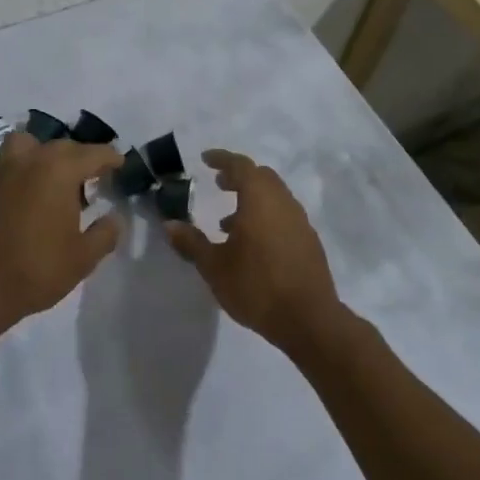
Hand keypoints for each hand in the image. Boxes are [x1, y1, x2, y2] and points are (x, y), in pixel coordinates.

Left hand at [0, 132, 122, 330]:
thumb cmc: (35, 271)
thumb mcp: (82, 259)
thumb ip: (104, 233)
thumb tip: (113, 218)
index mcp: (57, 170)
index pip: (92, 153)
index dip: (109, 157)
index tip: (119, 163)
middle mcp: (25, 160)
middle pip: (58, 146)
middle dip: (76, 157)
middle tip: (87, 176)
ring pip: (21, 147)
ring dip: (38, 155)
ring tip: (46, 178)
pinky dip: (11, 177)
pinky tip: (14, 199)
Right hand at [164, 149, 342, 351]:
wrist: (309, 320)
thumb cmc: (257, 287)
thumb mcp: (215, 267)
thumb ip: (192, 243)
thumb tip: (170, 225)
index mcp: (260, 200)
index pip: (241, 166)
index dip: (222, 159)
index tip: (206, 159)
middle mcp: (283, 203)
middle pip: (262, 177)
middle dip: (239, 177)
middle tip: (219, 184)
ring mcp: (300, 222)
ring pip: (275, 197)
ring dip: (252, 199)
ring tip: (227, 222)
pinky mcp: (309, 242)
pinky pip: (284, 216)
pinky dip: (265, 217)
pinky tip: (252, 244)